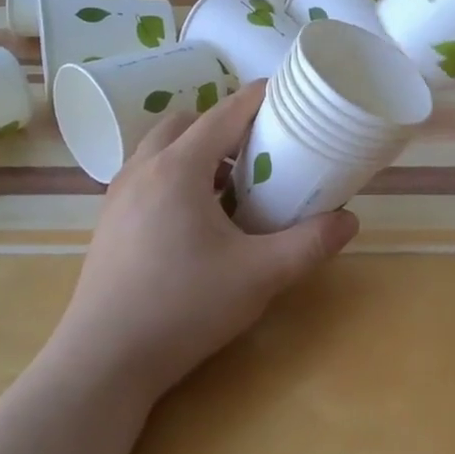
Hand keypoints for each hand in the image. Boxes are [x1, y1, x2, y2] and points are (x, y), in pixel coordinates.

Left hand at [52, 82, 357, 400]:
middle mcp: (144, 168)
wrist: (104, 360)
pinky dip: (174, 175)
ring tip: (229, 186)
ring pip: (161, 148)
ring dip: (196, 151)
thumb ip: (309, 244)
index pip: (225, 113)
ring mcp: (119, 194)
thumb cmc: (184, 307)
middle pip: (187, 122)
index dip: (257, 98)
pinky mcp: (109, 220)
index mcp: (179, 168)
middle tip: (258, 150)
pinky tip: (195, 218)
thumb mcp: (259, 276)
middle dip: (224, 125)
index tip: (286, 93)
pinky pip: (146, 175)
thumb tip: (350, 221)